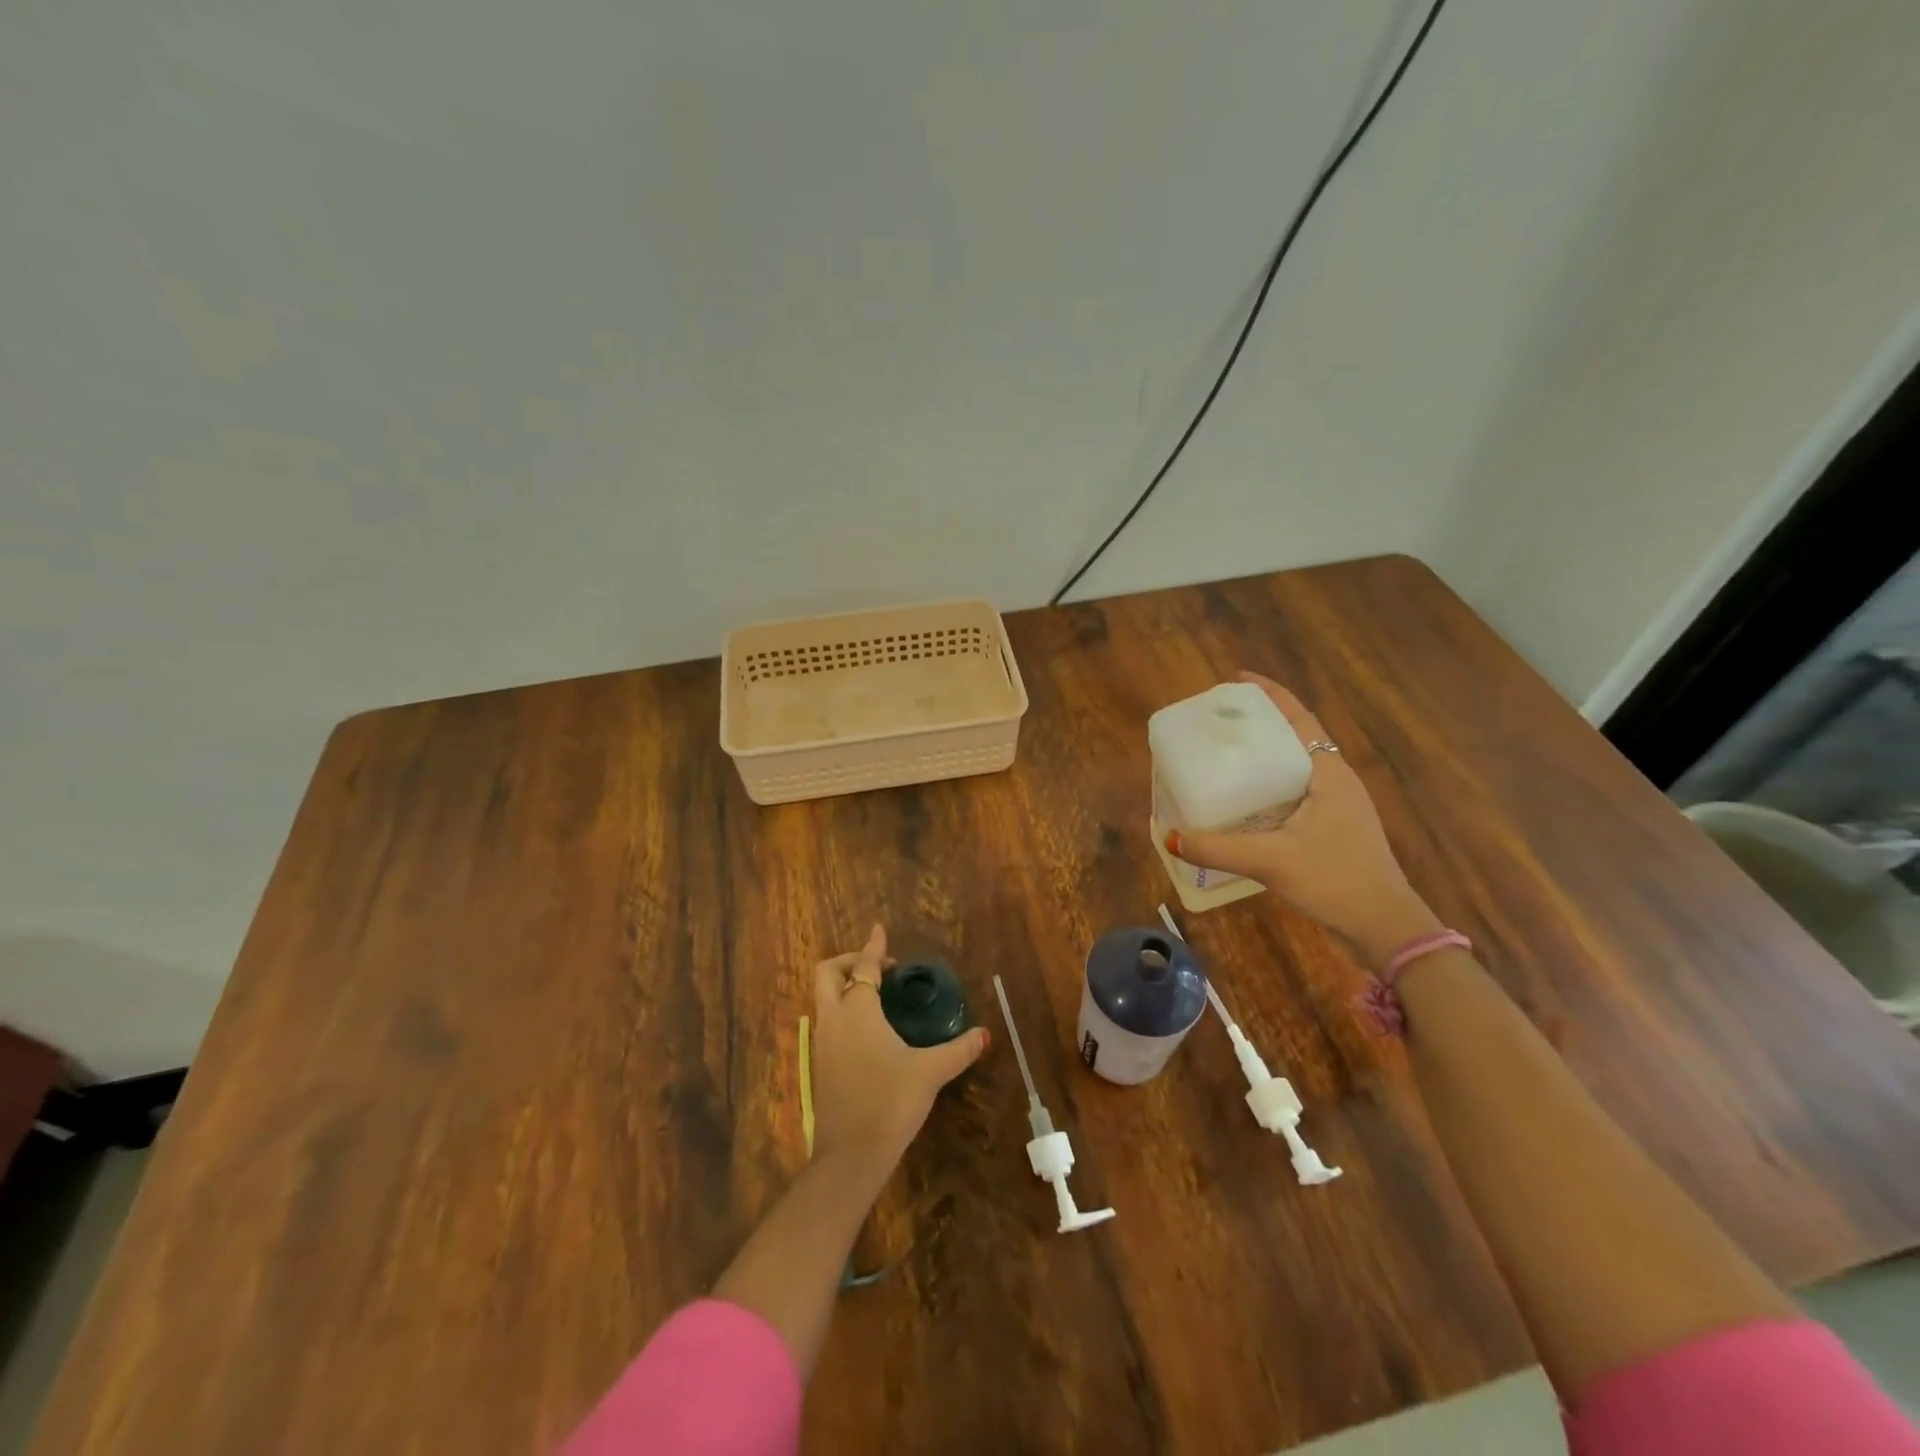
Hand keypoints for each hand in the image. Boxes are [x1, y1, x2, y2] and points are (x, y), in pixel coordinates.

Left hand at [809, 926, 988, 1181]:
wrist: (849, 1157)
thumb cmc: (889, 1103)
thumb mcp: (930, 1073)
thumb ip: (958, 1050)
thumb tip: (985, 1034)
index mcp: (858, 1011)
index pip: (865, 966)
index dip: (874, 947)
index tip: (880, 930)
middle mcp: (834, 1019)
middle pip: (828, 973)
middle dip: (849, 961)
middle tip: (877, 966)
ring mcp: (822, 1043)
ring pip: (823, 998)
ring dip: (844, 987)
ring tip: (876, 996)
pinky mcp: (820, 1065)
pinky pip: (828, 1022)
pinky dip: (843, 1011)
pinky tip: (869, 1031)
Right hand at [1165, 673, 1441, 965]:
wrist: (1385, 926)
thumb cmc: (1335, 880)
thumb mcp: (1271, 861)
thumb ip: (1218, 849)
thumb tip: (1170, 838)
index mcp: (1329, 774)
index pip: (1299, 719)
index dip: (1270, 695)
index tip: (1238, 679)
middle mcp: (1337, 780)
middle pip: (1297, 736)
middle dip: (1261, 722)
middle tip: (1221, 720)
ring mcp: (1339, 804)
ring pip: (1297, 764)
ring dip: (1267, 753)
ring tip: (1227, 753)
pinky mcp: (1335, 825)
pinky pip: (1298, 789)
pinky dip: (1271, 782)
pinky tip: (1247, 799)